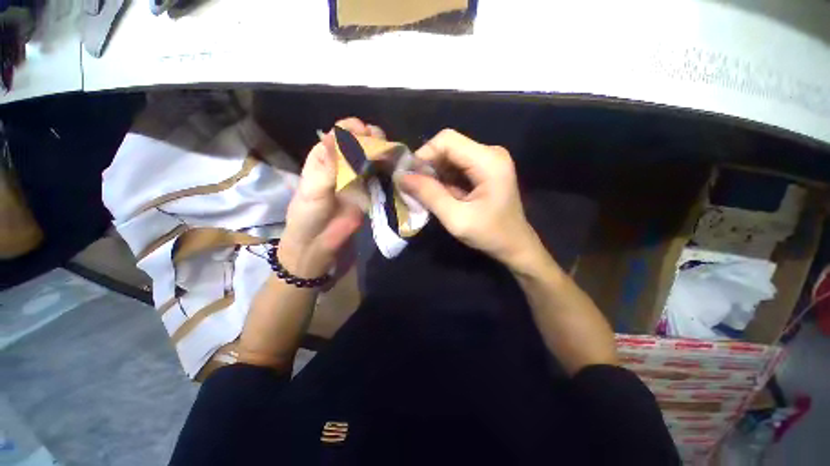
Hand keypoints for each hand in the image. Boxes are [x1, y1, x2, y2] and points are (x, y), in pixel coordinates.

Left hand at [278, 118, 383, 277]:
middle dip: (372, 139)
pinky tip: (396, 169)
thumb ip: (327, 166)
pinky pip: (380, 177)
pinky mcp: (369, 191)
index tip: (365, 132)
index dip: (352, 129)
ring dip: (383, 153)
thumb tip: (336, 136)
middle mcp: (343, 164)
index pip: (340, 134)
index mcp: (325, 157)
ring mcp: (358, 178)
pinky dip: (388, 171)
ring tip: (392, 155)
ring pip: (373, 158)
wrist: (320, 242)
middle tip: (382, 144)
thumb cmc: (309, 215)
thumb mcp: (314, 190)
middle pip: (360, 143)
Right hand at [397, 129, 540, 269]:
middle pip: (448, 146)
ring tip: (424, 194)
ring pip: (449, 156)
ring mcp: (488, 160)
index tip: (410, 177)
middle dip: (427, 166)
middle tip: (414, 189)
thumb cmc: (490, 235)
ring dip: (433, 173)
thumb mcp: (456, 219)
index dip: (424, 154)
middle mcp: (490, 153)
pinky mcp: (483, 169)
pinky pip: (456, 166)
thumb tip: (401, 177)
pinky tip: (437, 194)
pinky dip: (442, 178)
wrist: (514, 245)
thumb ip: (429, 195)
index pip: (447, 140)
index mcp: (489, 161)